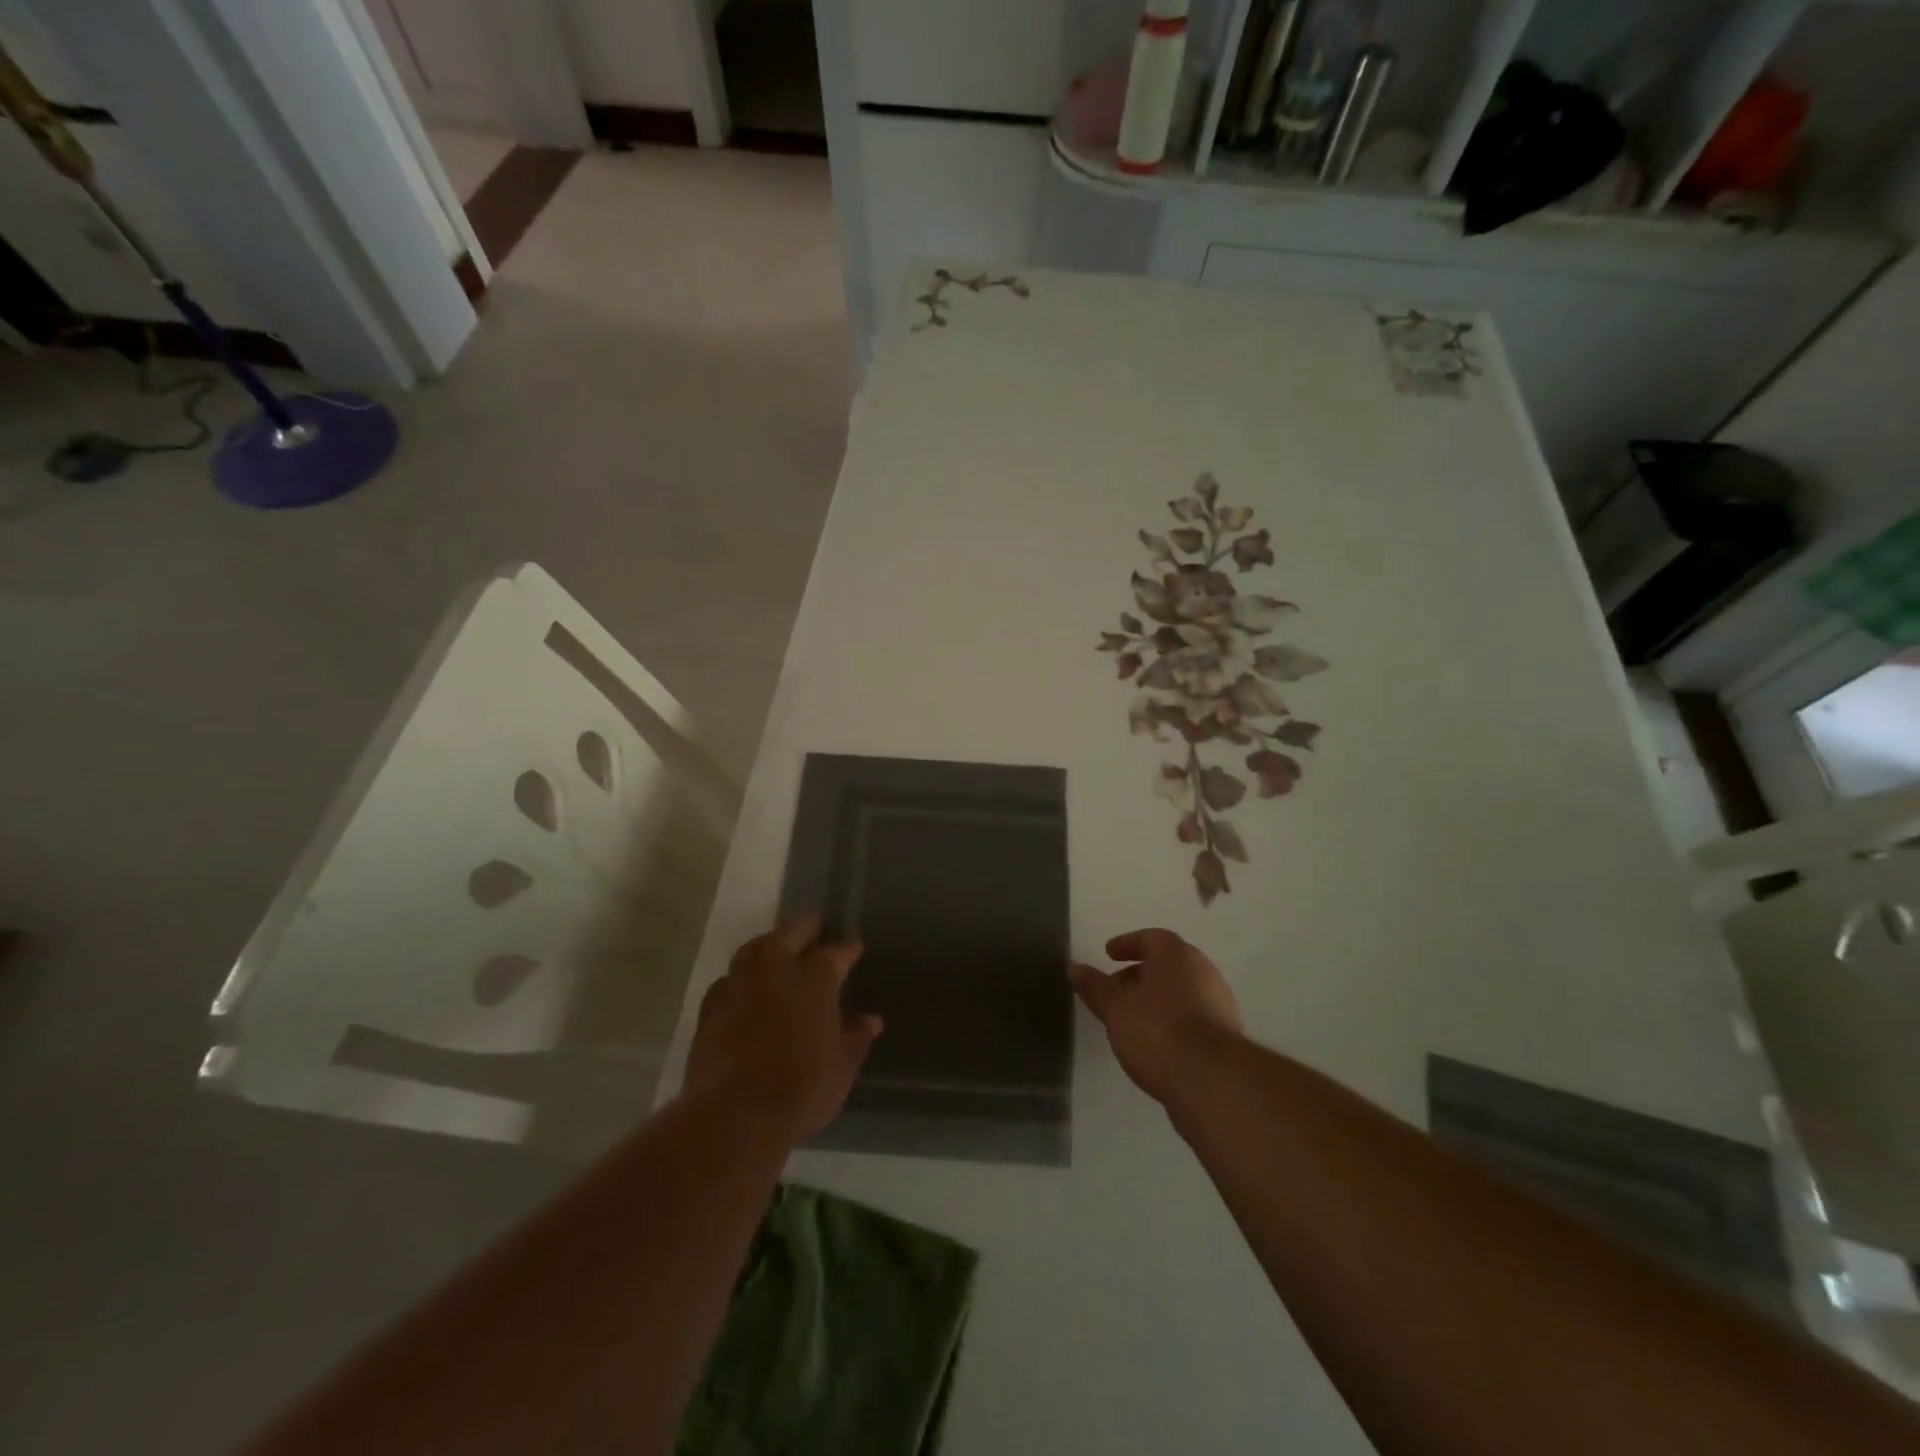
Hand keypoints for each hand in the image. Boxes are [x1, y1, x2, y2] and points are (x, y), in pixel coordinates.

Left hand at [683, 915, 883, 1142]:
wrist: (734, 1114)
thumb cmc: (802, 1088)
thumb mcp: (842, 1066)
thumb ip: (856, 1038)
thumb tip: (871, 1020)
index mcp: (815, 977)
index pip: (837, 952)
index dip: (848, 949)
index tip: (854, 948)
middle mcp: (777, 968)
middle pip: (791, 932)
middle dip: (806, 927)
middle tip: (814, 925)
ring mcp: (740, 984)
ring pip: (754, 948)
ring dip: (769, 943)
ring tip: (777, 946)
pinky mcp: (711, 1006)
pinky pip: (729, 978)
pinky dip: (741, 976)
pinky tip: (744, 986)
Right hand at [1069, 929, 1241, 1104]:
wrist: (1212, 1081)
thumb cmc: (1157, 1030)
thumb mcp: (1115, 1008)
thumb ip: (1094, 986)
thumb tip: (1074, 966)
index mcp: (1177, 955)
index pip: (1151, 938)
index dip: (1127, 944)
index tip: (1108, 954)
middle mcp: (1203, 971)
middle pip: (1167, 964)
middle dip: (1139, 974)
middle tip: (1116, 989)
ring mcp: (1219, 1003)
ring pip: (1181, 991)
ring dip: (1156, 999)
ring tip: (1131, 1019)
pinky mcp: (1226, 1035)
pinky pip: (1192, 1015)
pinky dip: (1171, 1019)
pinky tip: (1155, 1042)